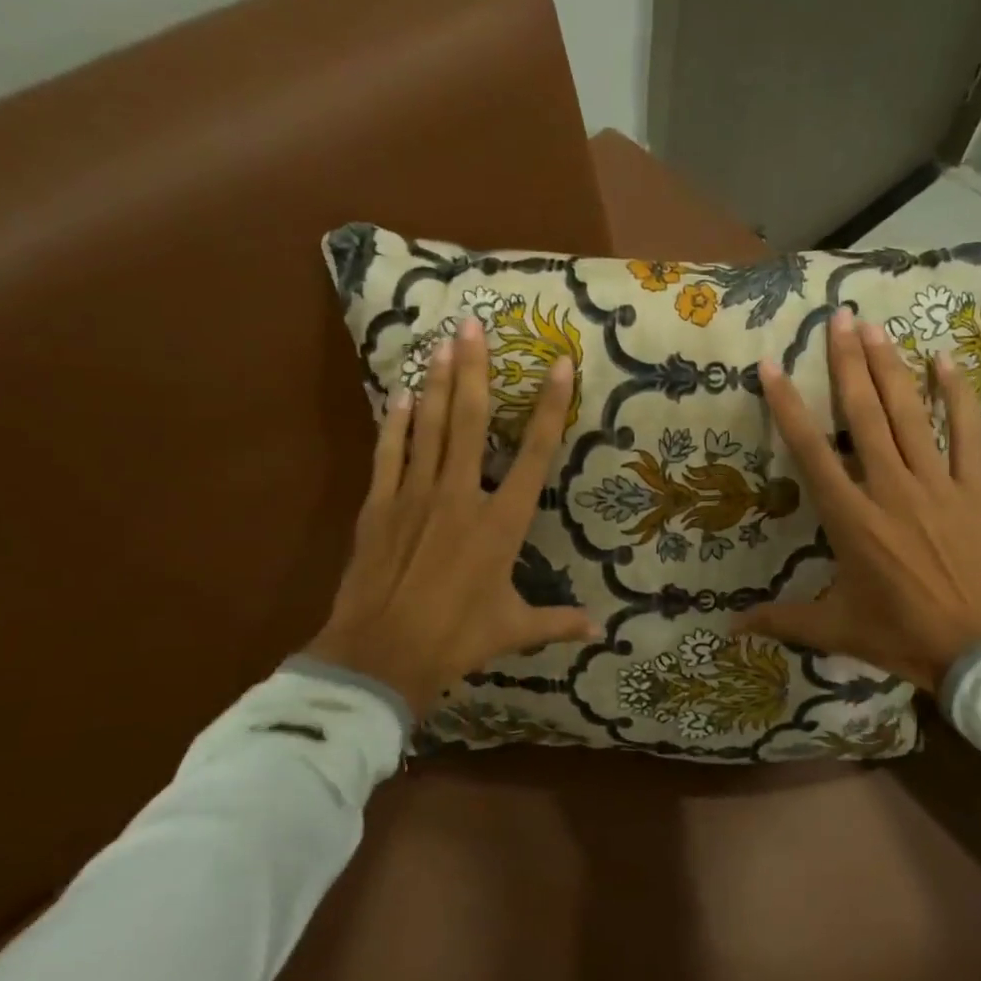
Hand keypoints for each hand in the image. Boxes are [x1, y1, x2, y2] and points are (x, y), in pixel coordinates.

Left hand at [307, 316, 599, 717]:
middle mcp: (461, 496)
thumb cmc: (456, 639)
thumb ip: (556, 622)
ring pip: (429, 426)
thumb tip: (599, 630)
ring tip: (440, 341)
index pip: (534, 454)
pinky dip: (396, 422)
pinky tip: (400, 394)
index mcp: (501, 523)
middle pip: (470, 421)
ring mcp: (416, 495)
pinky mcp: (380, 505)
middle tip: (474, 325)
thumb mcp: (513, 631)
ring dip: (436, 382)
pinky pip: (390, 453)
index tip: (558, 364)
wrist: (381, 655)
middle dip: (475, 370)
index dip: (549, 407)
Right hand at [733, 309, 980, 693]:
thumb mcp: (835, 629)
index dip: (789, 406)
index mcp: (851, 518)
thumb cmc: (902, 636)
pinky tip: (946, 360)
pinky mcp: (975, 489)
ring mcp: (936, 484)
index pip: (811, 451)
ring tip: (875, 328)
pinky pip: (967, 433)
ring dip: (890, 368)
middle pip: (864, 415)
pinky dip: (958, 395)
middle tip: (838, 318)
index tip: (773, 365)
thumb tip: (729, 630)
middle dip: (847, 363)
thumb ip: (781, 620)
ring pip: (909, 414)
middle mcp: (890, 488)